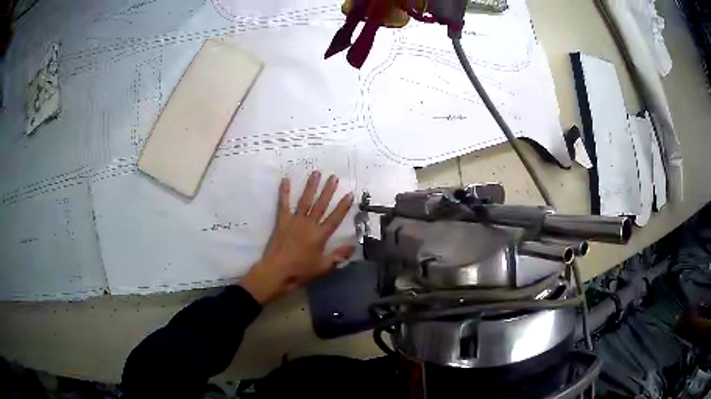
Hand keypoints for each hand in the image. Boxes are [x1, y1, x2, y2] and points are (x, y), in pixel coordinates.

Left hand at [241, 171, 354, 303]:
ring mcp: (294, 221)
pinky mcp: (282, 221)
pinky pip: (283, 204)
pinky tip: (285, 180)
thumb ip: (338, 257)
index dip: (343, 206)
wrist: (276, 272)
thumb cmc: (300, 272)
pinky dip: (284, 192)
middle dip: (328, 190)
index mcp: (320, 236)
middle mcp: (309, 224)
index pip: (335, 218)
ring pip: (305, 200)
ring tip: (316, 173)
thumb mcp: (323, 268)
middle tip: (333, 177)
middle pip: (321, 205)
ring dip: (311, 186)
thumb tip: (353, 246)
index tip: (350, 194)